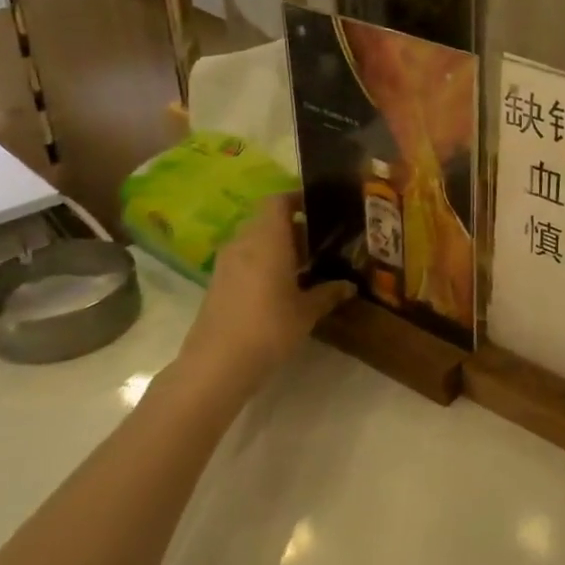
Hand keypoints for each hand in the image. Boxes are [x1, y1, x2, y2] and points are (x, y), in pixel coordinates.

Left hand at [172, 195, 352, 402]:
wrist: (216, 366)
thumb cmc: (268, 328)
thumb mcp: (307, 311)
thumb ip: (329, 293)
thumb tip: (349, 285)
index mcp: (267, 239)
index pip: (277, 201)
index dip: (298, 198)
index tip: (321, 207)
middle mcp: (243, 243)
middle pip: (267, 221)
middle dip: (294, 227)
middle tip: (323, 242)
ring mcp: (226, 264)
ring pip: (256, 241)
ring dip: (279, 247)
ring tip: (307, 266)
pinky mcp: (218, 284)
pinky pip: (245, 260)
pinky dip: (264, 264)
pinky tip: (284, 287)